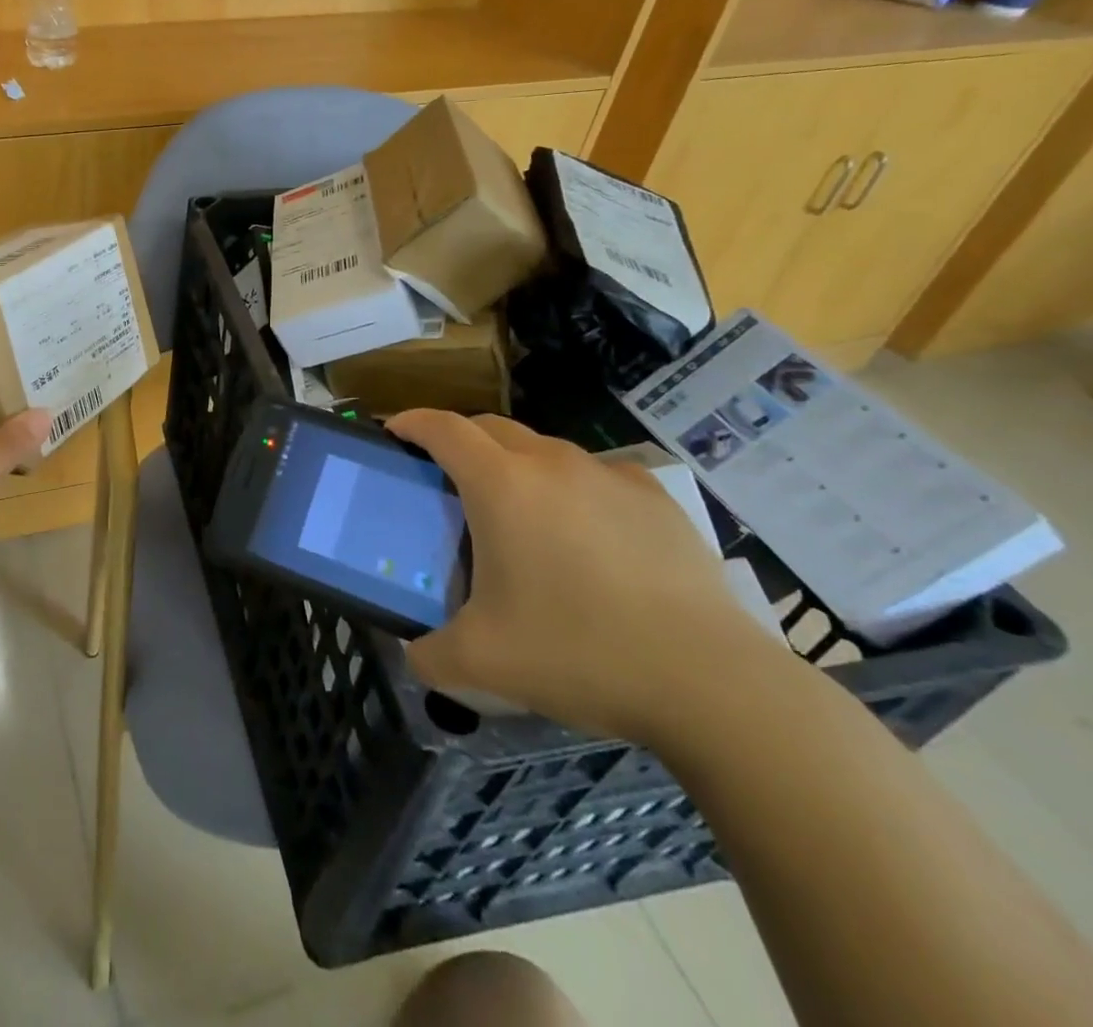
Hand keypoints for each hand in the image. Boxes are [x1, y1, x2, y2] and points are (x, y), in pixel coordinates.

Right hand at [386, 410, 784, 744]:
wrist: (710, 683)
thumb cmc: (578, 653)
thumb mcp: (481, 663)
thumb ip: (428, 654)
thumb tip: (414, 654)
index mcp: (501, 485)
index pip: (442, 428)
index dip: (410, 423)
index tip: (394, 434)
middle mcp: (551, 463)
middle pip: (489, 427)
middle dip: (459, 441)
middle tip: (446, 480)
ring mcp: (609, 475)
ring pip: (543, 449)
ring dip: (515, 464)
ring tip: (518, 514)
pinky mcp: (656, 498)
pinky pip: (595, 474)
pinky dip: (571, 487)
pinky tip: (584, 534)